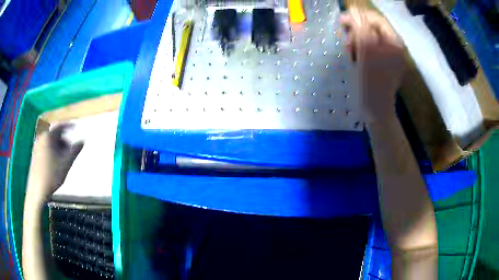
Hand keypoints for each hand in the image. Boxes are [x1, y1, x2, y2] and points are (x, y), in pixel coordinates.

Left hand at [26, 124, 83, 204]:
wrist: (37, 190)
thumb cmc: (52, 175)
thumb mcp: (66, 163)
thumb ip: (75, 150)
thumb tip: (82, 141)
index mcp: (48, 136)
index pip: (60, 126)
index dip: (69, 126)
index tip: (75, 127)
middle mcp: (41, 138)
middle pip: (54, 135)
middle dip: (63, 141)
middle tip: (70, 151)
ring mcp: (36, 146)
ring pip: (50, 142)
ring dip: (58, 147)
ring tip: (63, 160)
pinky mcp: (34, 155)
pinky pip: (45, 148)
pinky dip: (52, 151)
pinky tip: (55, 164)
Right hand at [341, 7, 405, 122]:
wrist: (376, 110)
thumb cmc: (371, 82)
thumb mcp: (365, 51)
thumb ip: (360, 27)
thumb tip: (353, 11)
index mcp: (393, 42)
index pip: (375, 18)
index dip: (358, 16)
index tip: (342, 21)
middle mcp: (394, 46)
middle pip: (373, 28)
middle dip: (357, 31)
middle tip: (346, 41)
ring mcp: (390, 56)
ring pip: (370, 38)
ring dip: (357, 41)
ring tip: (350, 52)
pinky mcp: (384, 64)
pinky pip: (371, 49)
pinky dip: (361, 50)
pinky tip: (355, 58)